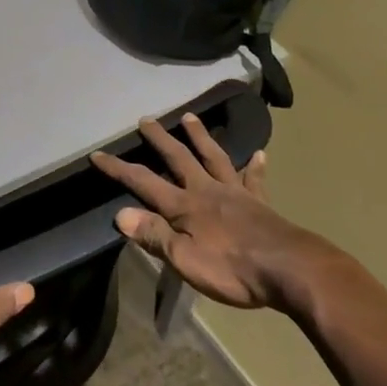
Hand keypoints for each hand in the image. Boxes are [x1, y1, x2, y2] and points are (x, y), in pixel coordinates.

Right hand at [93, 114, 325, 310]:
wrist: (288, 268)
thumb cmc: (232, 268)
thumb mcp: (184, 259)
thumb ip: (153, 235)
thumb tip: (120, 214)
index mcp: (184, 206)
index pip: (143, 182)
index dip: (119, 169)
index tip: (98, 154)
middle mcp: (206, 190)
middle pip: (178, 159)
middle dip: (159, 140)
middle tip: (146, 119)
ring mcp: (235, 193)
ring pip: (213, 158)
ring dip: (200, 137)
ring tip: (189, 117)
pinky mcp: (259, 203)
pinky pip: (254, 180)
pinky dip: (255, 167)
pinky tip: (259, 154)